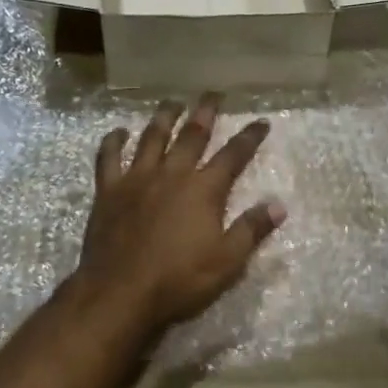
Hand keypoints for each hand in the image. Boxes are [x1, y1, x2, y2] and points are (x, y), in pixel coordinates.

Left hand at [72, 94, 286, 336]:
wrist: (119, 292)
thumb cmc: (178, 280)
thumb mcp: (227, 262)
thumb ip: (252, 229)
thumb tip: (279, 204)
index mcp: (203, 190)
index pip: (233, 156)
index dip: (249, 137)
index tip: (262, 121)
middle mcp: (172, 174)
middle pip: (192, 135)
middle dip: (205, 113)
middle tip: (213, 94)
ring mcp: (136, 179)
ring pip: (152, 137)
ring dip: (164, 117)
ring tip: (172, 102)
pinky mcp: (108, 190)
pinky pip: (109, 157)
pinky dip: (113, 141)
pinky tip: (118, 131)